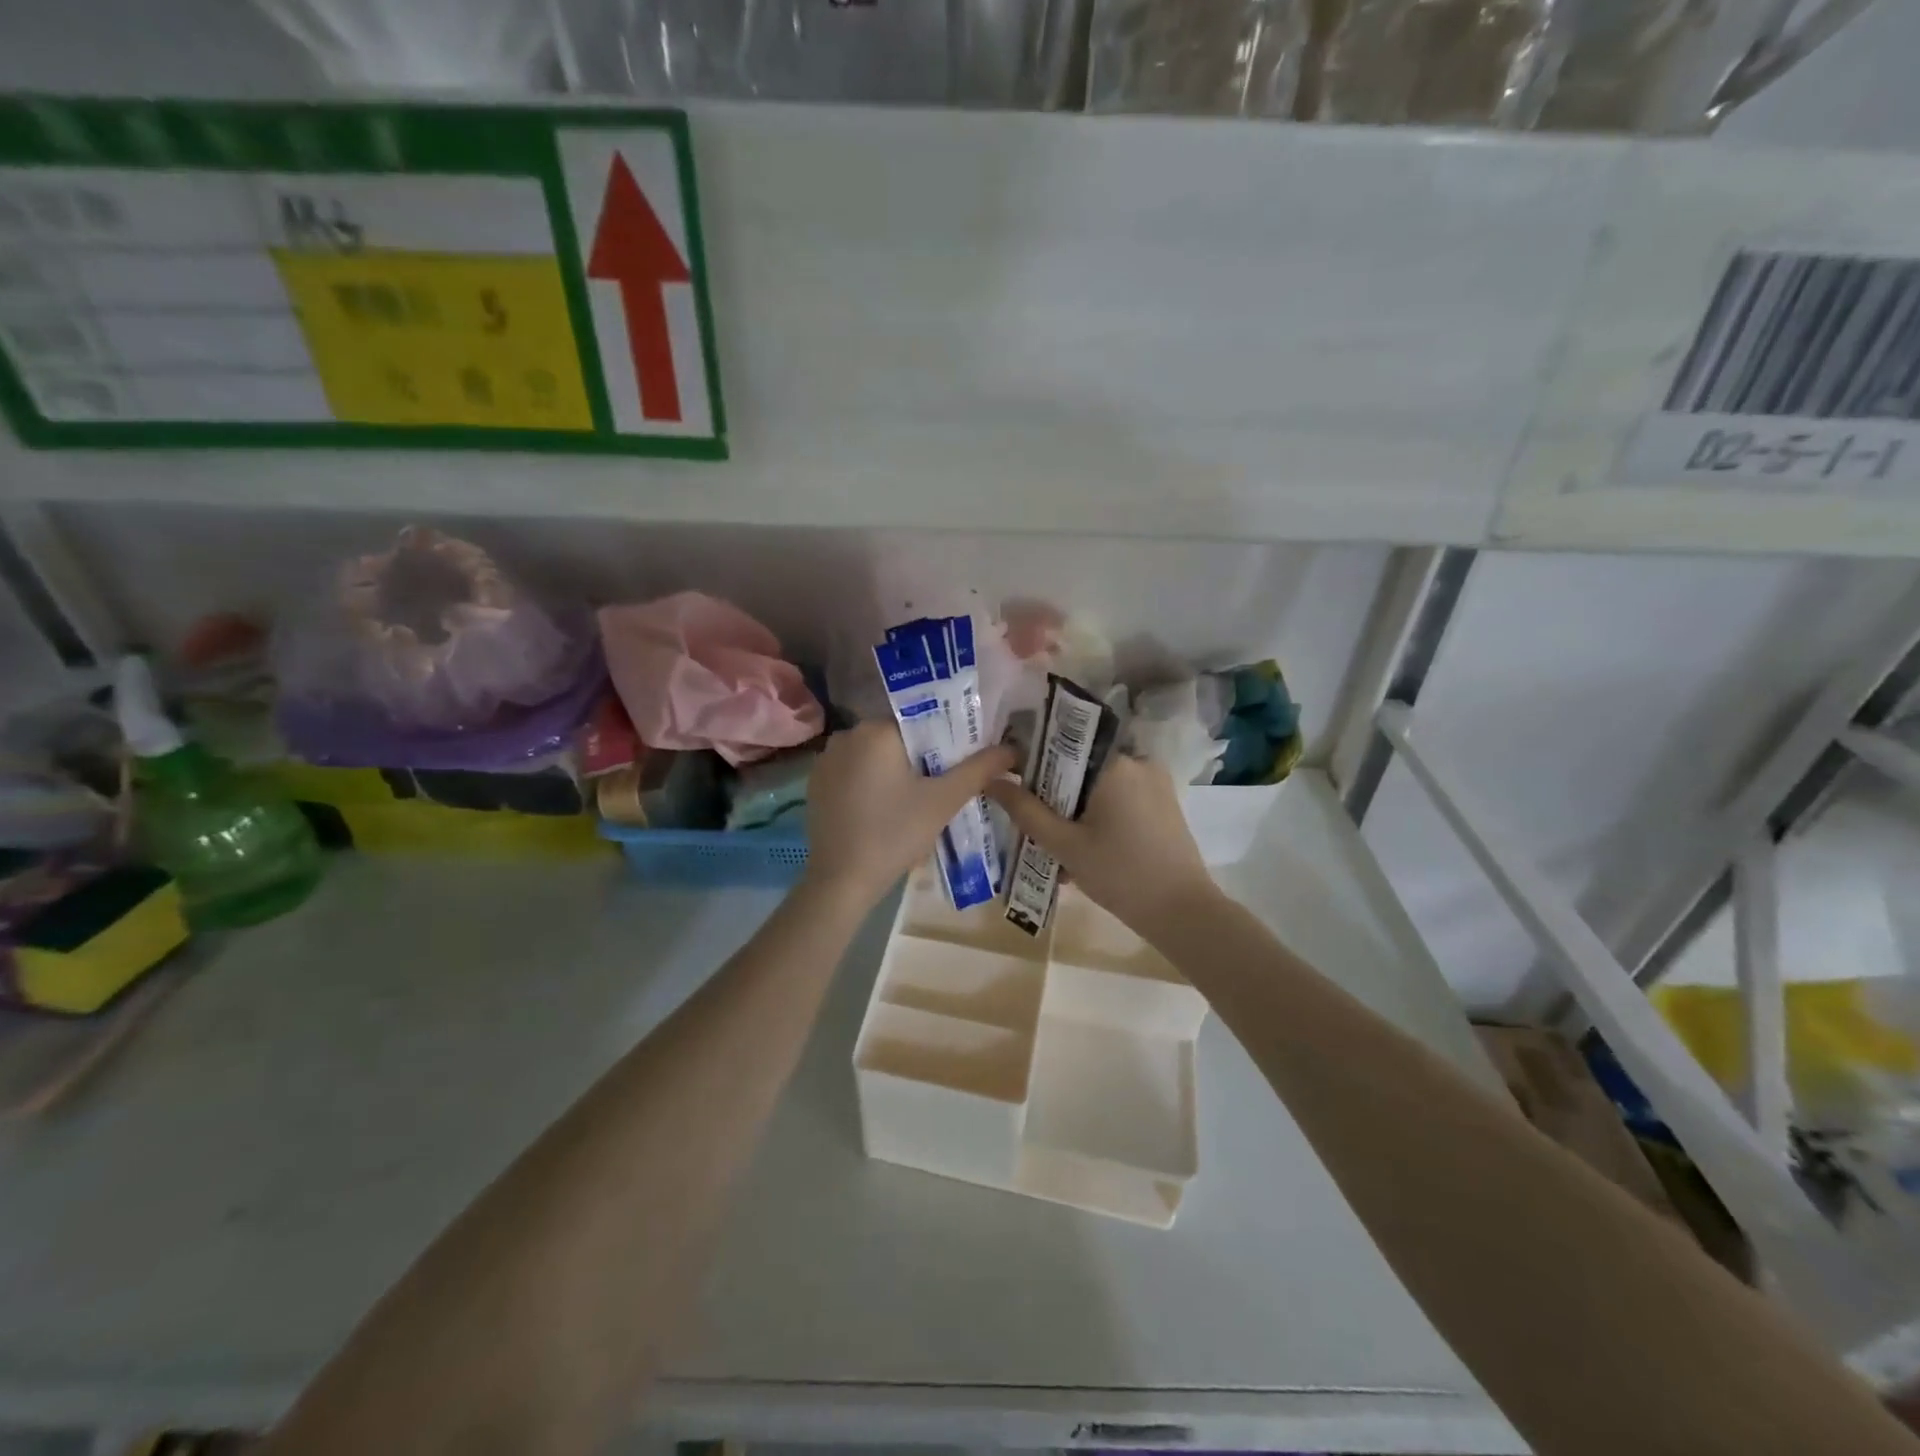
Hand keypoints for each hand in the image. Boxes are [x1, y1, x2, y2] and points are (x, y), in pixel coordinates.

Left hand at [803, 722, 1017, 910]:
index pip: (922, 721)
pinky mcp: (816, 784)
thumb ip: (979, 769)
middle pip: (898, 739)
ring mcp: (826, 759)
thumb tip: (1011, 748)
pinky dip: (872, 784)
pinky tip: (885, 810)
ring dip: (896, 772)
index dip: (946, 741)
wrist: (842, 880)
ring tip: (916, 801)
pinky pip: (854, 772)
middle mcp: (847, 735)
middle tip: (943, 787)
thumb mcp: (944, 800)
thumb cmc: (896, 834)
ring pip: (876, 756)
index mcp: (876, 730)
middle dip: (922, 758)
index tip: (960, 765)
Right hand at [986, 755, 1219, 938]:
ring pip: (1099, 786)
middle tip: (1034, 825)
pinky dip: (1099, 817)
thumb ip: (1025, 810)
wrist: (1183, 912)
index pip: (1062, 743)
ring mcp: (1155, 782)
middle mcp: (1138, 761)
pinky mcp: (1164, 804)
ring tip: (1057, 847)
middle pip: (1080, 767)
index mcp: (1114, 762)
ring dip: (1076, 810)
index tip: (1013, 783)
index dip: (1033, 761)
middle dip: (1055, 794)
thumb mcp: (1064, 844)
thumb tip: (991, 781)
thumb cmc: (1120, 874)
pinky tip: (1085, 850)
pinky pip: (1120, 799)